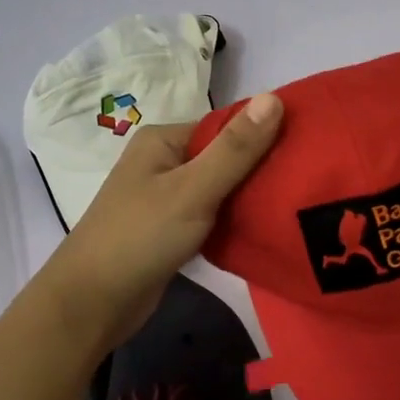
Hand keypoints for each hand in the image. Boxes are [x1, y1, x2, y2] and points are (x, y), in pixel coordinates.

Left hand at [37, 93, 284, 352]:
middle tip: (304, 186)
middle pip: (224, 157)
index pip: (226, 127)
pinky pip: (210, 215)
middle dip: (259, 171)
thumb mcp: (194, 189)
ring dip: (248, 199)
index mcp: (163, 140)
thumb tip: (274, 97)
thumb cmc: (141, 237)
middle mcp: (163, 162)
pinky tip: (262, 230)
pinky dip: (232, 221)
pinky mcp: (170, 229)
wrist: (94, 302)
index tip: (306, 154)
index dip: (263, 137)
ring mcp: (165, 197)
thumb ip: (235, 149)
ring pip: (219, 189)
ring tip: (293, 207)